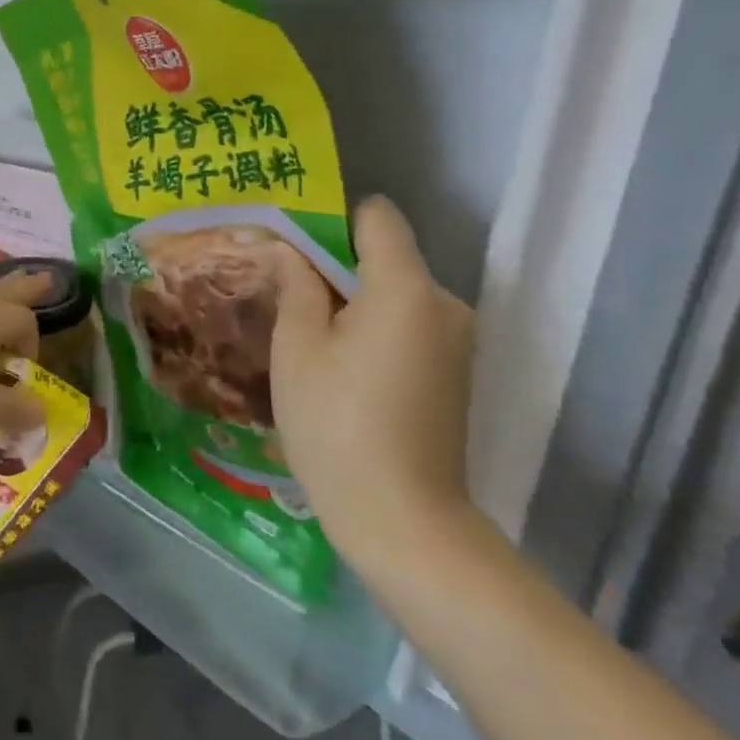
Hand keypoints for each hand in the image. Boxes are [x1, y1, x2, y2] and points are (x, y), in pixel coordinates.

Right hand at [270, 197, 477, 565]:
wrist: (403, 521)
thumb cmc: (336, 424)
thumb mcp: (297, 349)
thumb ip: (297, 287)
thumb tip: (293, 252)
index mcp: (405, 289)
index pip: (378, 217)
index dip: (333, 220)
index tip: (293, 245)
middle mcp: (444, 304)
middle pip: (385, 257)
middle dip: (335, 267)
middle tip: (284, 294)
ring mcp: (455, 342)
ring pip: (394, 294)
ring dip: (351, 302)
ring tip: (305, 336)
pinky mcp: (454, 373)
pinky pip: (408, 326)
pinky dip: (372, 330)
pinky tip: (338, 368)